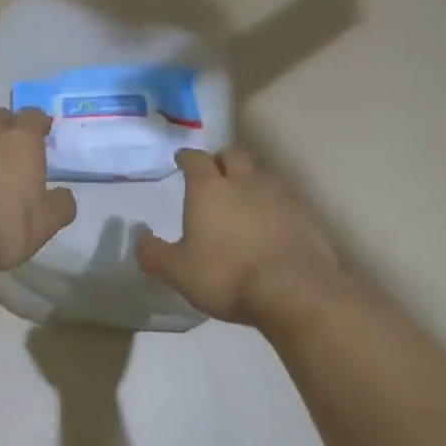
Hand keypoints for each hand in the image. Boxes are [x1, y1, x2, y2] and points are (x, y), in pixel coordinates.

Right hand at [137, 148, 342, 324]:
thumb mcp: (178, 272)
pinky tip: (272, 221)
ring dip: (250, 178)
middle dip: (221, 160)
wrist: (294, 291)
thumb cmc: (227, 276)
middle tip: (215, 173)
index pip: (195, 159)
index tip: (182, 160)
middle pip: (233, 155)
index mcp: (209, 189)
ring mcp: (279, 195)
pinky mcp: (305, 213)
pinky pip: (285, 197)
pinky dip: (274, 202)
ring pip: (262, 173)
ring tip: (244, 196)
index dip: (187, 158)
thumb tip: (141, 238)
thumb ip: (154, 254)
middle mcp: (244, 182)